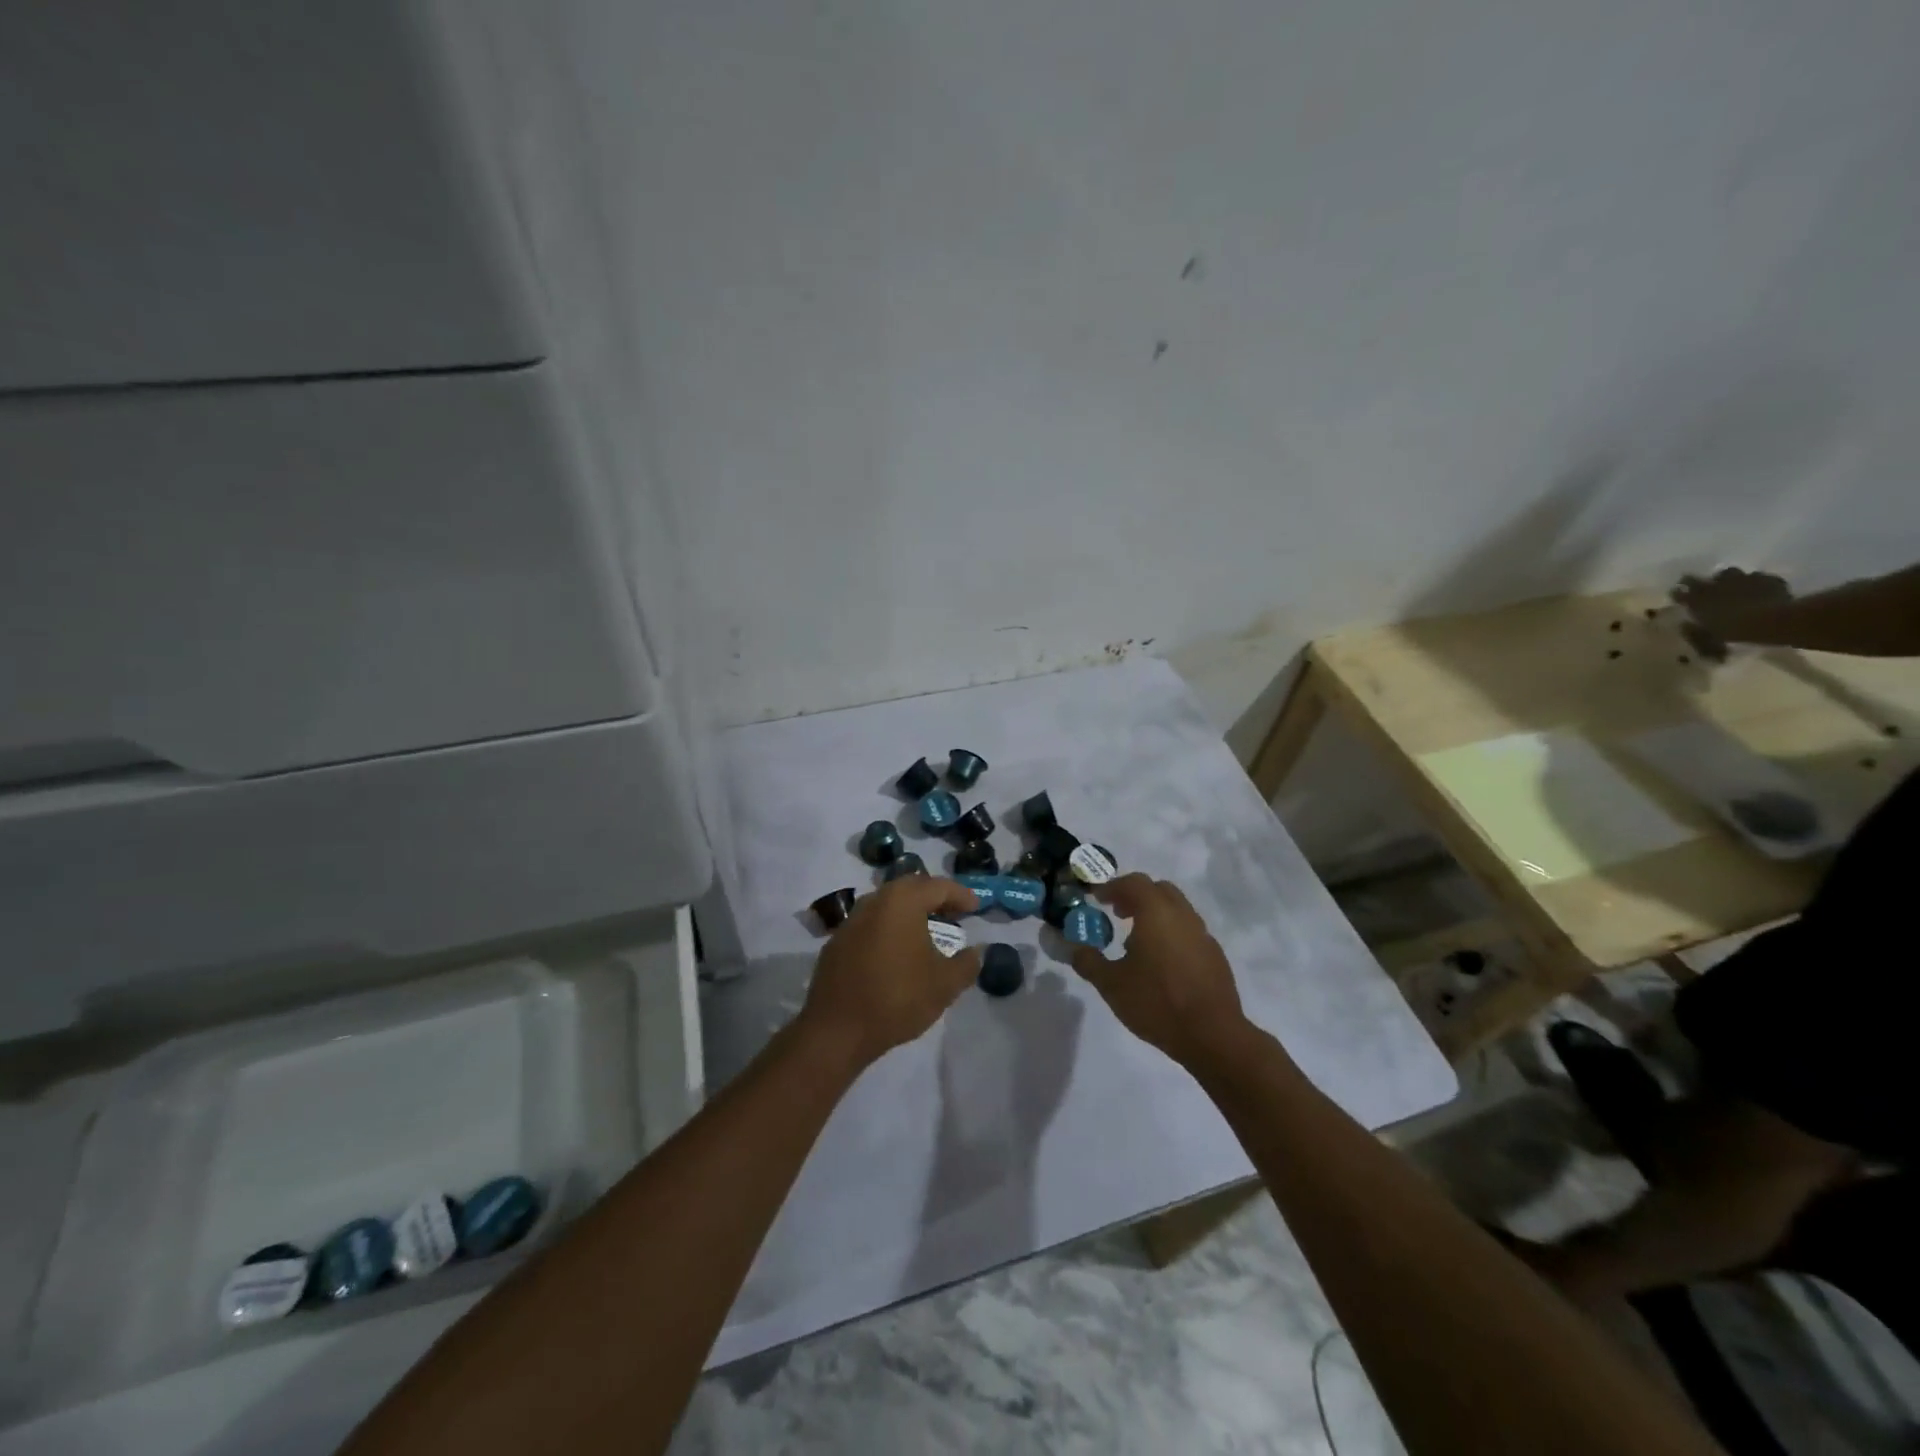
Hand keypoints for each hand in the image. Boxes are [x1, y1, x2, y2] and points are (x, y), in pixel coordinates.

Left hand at [798, 876, 980, 1069]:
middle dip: (934, 897)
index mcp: (901, 902)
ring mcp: (851, 921)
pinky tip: (897, 951)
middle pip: (909, 888)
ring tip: (927, 930)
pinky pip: (870, 924)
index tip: (976, 907)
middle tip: (953, 912)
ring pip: (887, 904)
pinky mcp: (837, 943)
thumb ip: (967, 964)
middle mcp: (874, 902)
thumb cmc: (897, 999)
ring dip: (910, 911)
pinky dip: (889, 928)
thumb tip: (976, 952)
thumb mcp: (944, 985)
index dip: (960, 895)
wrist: (837, 1030)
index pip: (937, 887)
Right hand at [1067, 874, 1250, 1068]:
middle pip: (1158, 890)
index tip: (1096, 898)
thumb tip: (1074, 948)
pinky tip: (1162, 962)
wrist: (1212, 1035)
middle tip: (1117, 913)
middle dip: (1135, 896)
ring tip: (1136, 940)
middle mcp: (1182, 915)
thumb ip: (1089, 961)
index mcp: (1156, 913)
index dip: (1112, 887)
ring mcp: (1203, 934)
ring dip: (1155, 914)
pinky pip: (1189, 931)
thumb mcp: (1111, 985)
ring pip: (1177, 909)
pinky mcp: (1215, 955)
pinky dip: (1171, 933)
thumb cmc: (1157, 1002)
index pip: (1133, 883)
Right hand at [1672, 567, 1792, 658]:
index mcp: (1697, 599)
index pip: (1677, 592)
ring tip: (1733, 586)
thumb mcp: (1708, 635)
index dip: (1677, 593)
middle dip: (1697, 582)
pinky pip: (1757, 577)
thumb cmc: (1734, 629)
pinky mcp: (1764, 578)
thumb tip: (1684, 625)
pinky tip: (1761, 590)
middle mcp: (1714, 585)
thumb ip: (1694, 628)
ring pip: (1729, 573)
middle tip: (1702, 588)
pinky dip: (1756, 582)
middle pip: (1699, 578)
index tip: (1678, 595)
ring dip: (1728, 579)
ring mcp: (1740, 579)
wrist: (1772, 619)